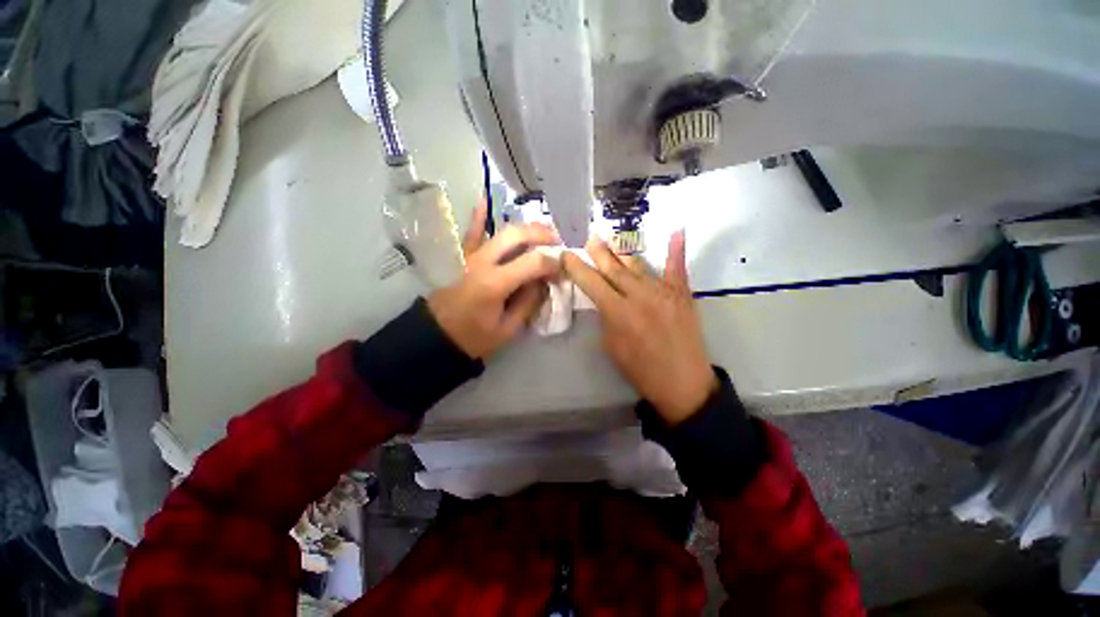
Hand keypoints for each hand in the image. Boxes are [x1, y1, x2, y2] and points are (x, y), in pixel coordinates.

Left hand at [427, 203, 560, 359]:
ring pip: (501, 231)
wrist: (436, 337)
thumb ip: (528, 303)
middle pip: (517, 236)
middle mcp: (483, 262)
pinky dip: (479, 217)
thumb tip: (543, 282)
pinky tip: (484, 199)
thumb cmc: (473, 337)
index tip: (563, 270)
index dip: (553, 263)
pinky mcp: (462, 257)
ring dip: (525, 228)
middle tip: (558, 242)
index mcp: (495, 283)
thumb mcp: (507, 329)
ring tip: (543, 230)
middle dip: (542, 235)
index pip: (533, 262)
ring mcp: (470, 256)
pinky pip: (471, 233)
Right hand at [562, 231, 716, 424]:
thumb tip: (603, 298)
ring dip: (623, 250)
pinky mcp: (683, 294)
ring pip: (638, 265)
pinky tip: (677, 230)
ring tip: (612, 236)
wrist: (683, 383)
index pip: (592, 283)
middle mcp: (640, 295)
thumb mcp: (612, 346)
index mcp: (619, 312)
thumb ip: (606, 317)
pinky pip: (678, 268)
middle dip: (599, 252)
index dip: (577, 267)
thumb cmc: (641, 369)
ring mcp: (664, 291)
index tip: (566, 254)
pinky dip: (676, 250)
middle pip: (614, 269)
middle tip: (589, 237)